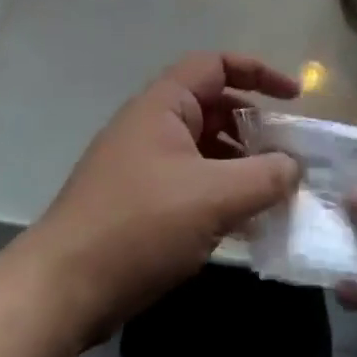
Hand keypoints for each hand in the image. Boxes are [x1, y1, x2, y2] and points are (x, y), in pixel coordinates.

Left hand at [29, 53, 300, 342]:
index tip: (295, 97)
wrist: (61, 290)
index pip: (215, 65)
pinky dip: (222, 194)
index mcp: (163, 106)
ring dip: (242, 166)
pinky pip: (193, 183)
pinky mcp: (141, 203)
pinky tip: (247, 224)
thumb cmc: (139, 226)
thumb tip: (294, 167)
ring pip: (206, 150)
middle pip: (214, 108)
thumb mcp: (214, 197)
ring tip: (277, 193)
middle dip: (256, 127)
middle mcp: (152, 127)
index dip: (258, 72)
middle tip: (289, 154)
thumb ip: (265, 177)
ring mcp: (143, 166)